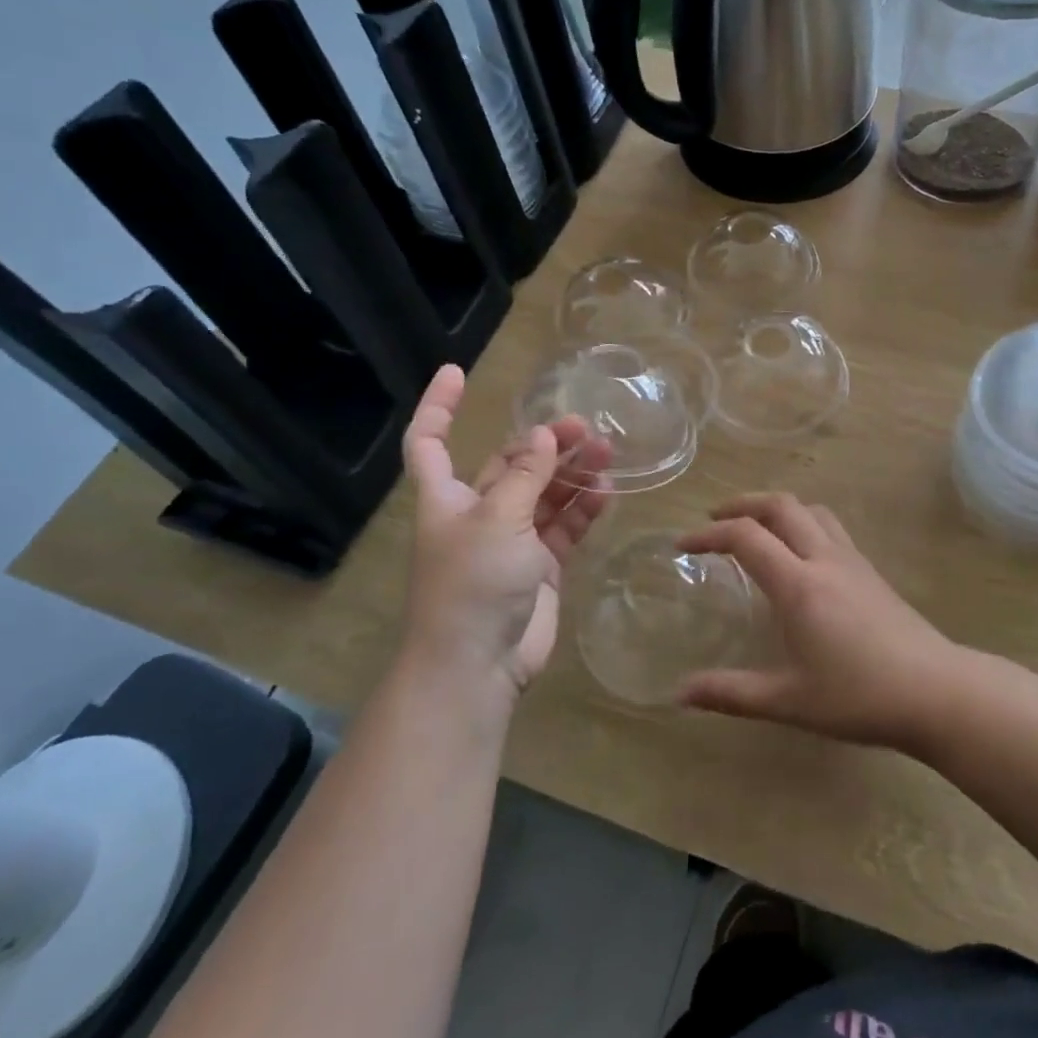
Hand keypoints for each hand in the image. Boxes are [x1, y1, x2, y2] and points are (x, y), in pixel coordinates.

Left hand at [400, 365, 611, 709]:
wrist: (478, 666)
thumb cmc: (472, 584)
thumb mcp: (498, 520)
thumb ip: (525, 476)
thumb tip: (542, 435)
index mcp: (448, 498)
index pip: (431, 441)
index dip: (438, 406)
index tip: (457, 372)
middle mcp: (478, 513)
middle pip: (510, 464)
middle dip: (543, 443)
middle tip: (585, 427)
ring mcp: (512, 541)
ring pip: (545, 493)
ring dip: (571, 472)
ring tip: (607, 451)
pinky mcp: (541, 566)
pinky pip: (564, 526)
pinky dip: (583, 507)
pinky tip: (606, 490)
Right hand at [674, 494, 959, 751]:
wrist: (936, 691)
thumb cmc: (859, 696)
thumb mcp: (789, 701)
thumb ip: (732, 693)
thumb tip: (680, 694)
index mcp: (799, 584)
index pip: (746, 537)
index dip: (709, 534)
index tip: (682, 544)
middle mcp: (824, 559)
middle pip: (781, 506)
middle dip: (743, 504)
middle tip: (715, 520)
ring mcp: (853, 561)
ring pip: (811, 510)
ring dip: (777, 508)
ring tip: (756, 528)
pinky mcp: (871, 571)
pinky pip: (830, 527)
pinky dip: (802, 523)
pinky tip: (800, 555)